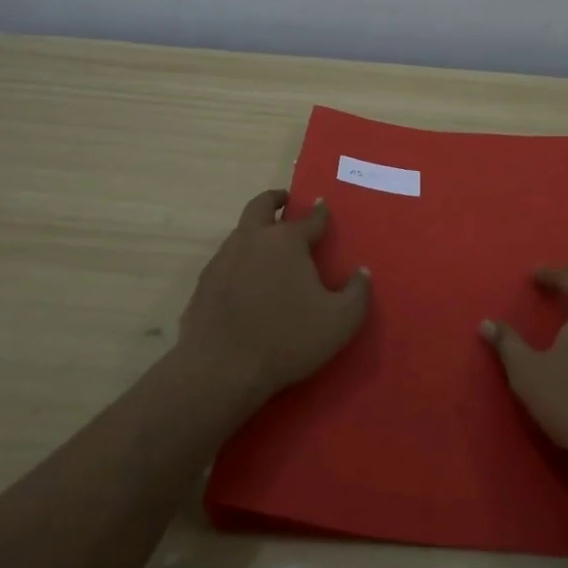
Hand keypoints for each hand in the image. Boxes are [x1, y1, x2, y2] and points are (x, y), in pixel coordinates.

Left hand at [178, 189, 370, 404]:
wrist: (220, 368)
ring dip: (255, 230)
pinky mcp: (205, 282)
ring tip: (267, 246)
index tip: (323, 205)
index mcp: (287, 241)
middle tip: (285, 200)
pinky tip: (244, 280)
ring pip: (241, 231)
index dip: (320, 212)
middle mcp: (253, 238)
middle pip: (262, 205)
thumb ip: (358, 292)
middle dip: (275, 199)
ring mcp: (224, 258)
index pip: (310, 218)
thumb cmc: (287, 339)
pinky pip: (226, 260)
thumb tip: (362, 271)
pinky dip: (238, 260)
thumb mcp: (340, 321)